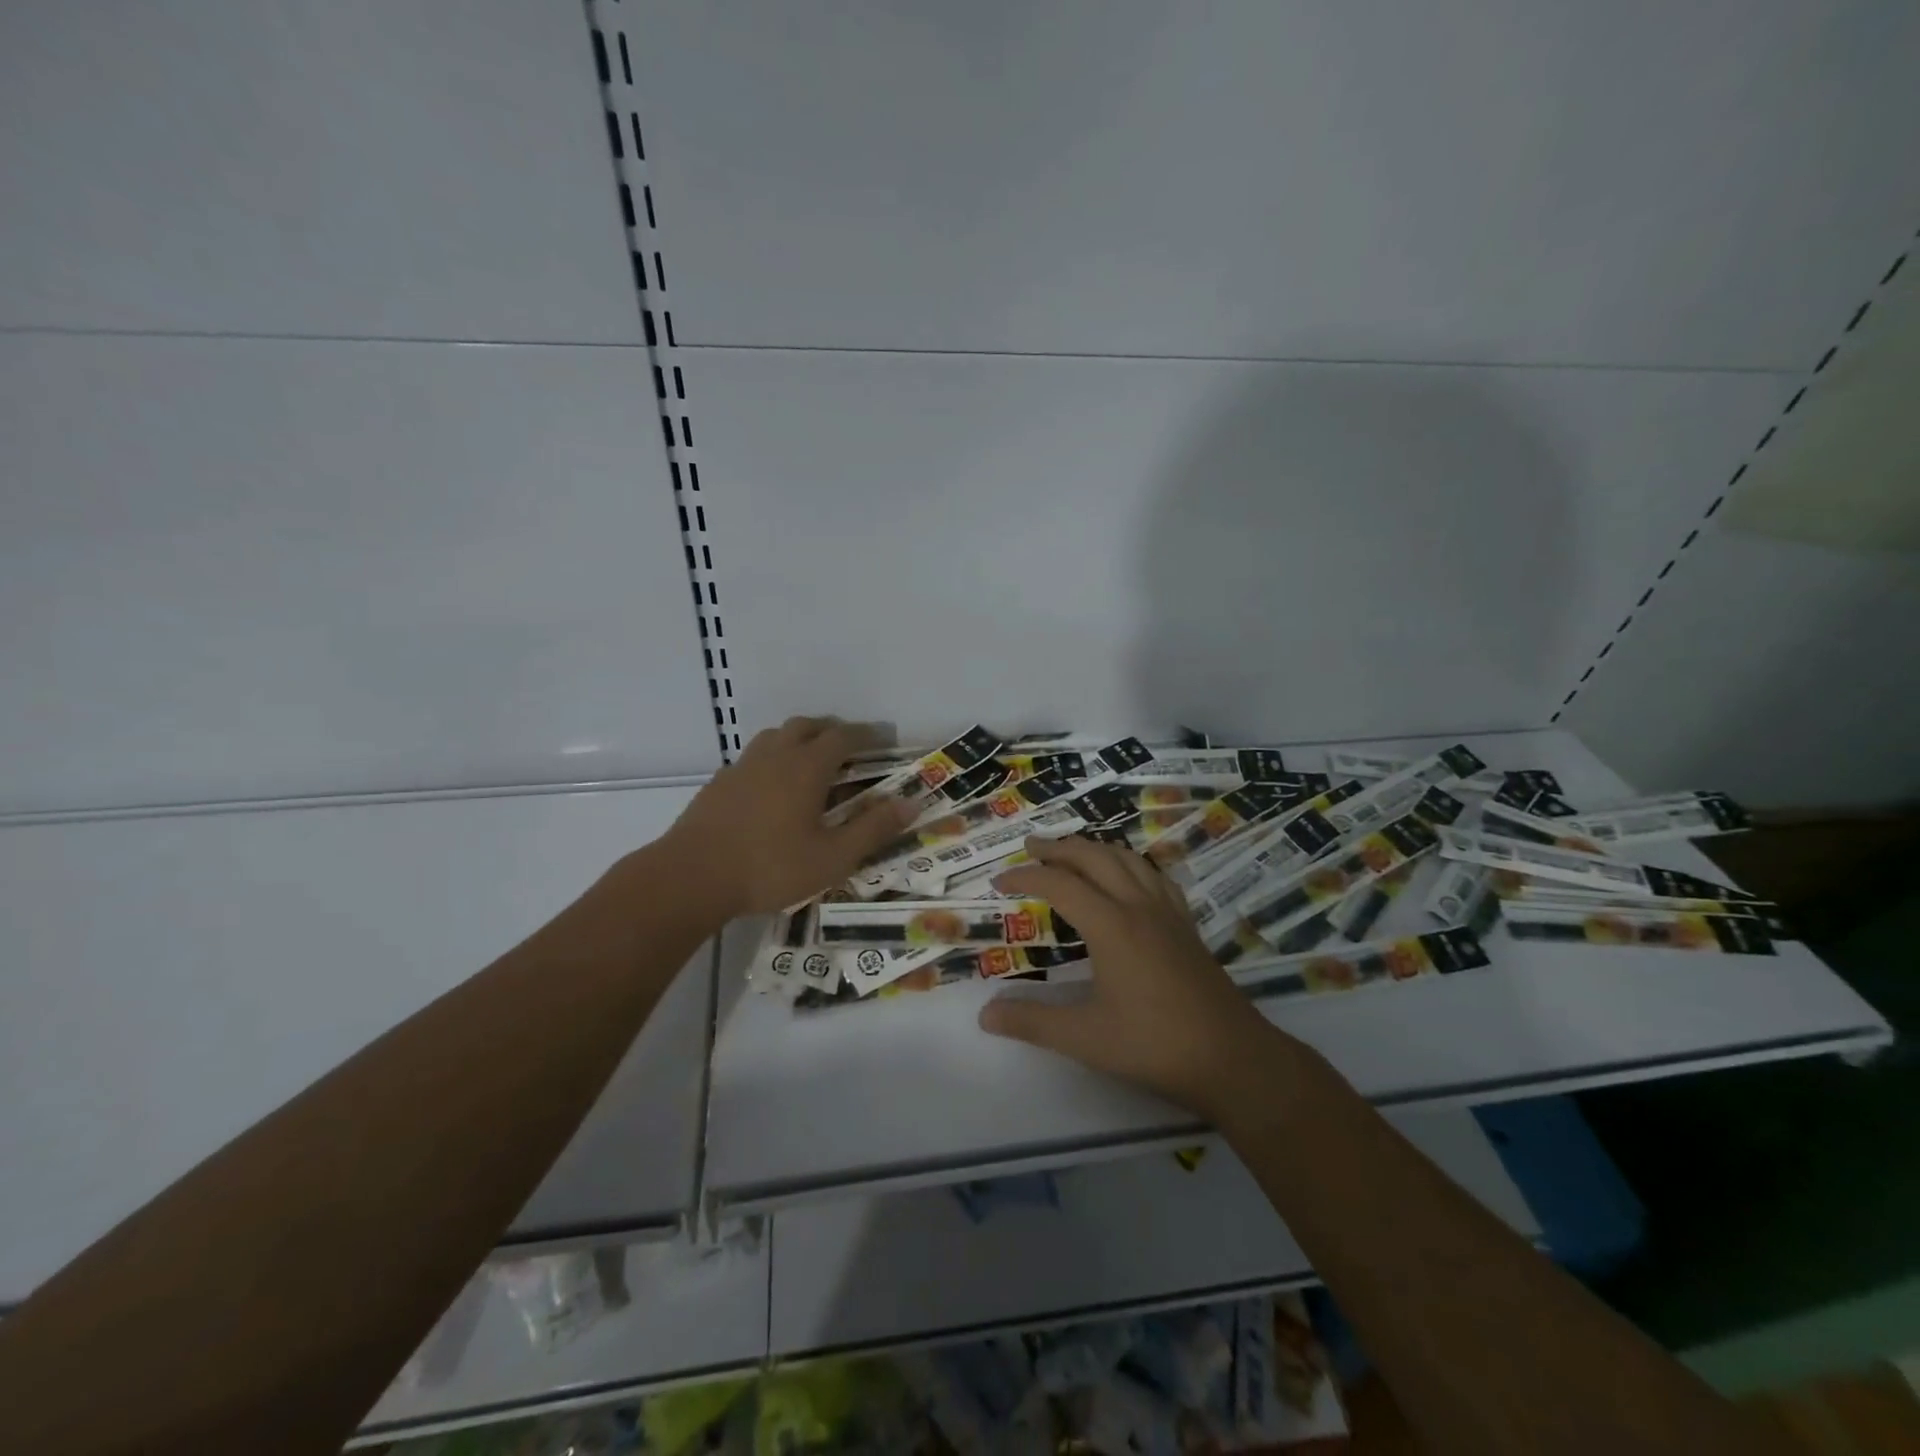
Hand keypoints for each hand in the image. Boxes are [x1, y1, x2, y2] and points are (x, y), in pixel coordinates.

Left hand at [664, 717, 913, 918]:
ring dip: (799, 740)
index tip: (881, 740)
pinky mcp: (719, 783)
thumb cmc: (770, 867)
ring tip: (811, 763)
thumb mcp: (833, 857)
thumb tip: (911, 803)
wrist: (691, 877)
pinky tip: (772, 789)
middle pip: (807, 726)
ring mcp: (742, 767)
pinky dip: (772, 760)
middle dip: (831, 731)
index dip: (865, 735)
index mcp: (807, 767)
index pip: (843, 736)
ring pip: (775, 737)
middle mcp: (775, 756)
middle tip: (848, 749)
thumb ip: (873, 829)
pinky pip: (753, 758)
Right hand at [979, 835, 1291, 1117]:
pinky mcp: (1186, 925)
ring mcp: (1167, 913)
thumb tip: (985, 1014)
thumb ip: (1033, 1022)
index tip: (998, 882)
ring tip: (1072, 852)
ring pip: (1128, 859)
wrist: (1233, 1058)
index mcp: (1111, 925)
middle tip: (1030, 847)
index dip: (1025, 877)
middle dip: (1059, 848)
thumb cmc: (1155, 1046)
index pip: (1059, 884)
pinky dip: (1130, 864)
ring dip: (1094, 849)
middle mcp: (1139, 906)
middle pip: (1094, 857)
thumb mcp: (1085, 1038)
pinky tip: (1128, 876)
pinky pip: (1155, 876)